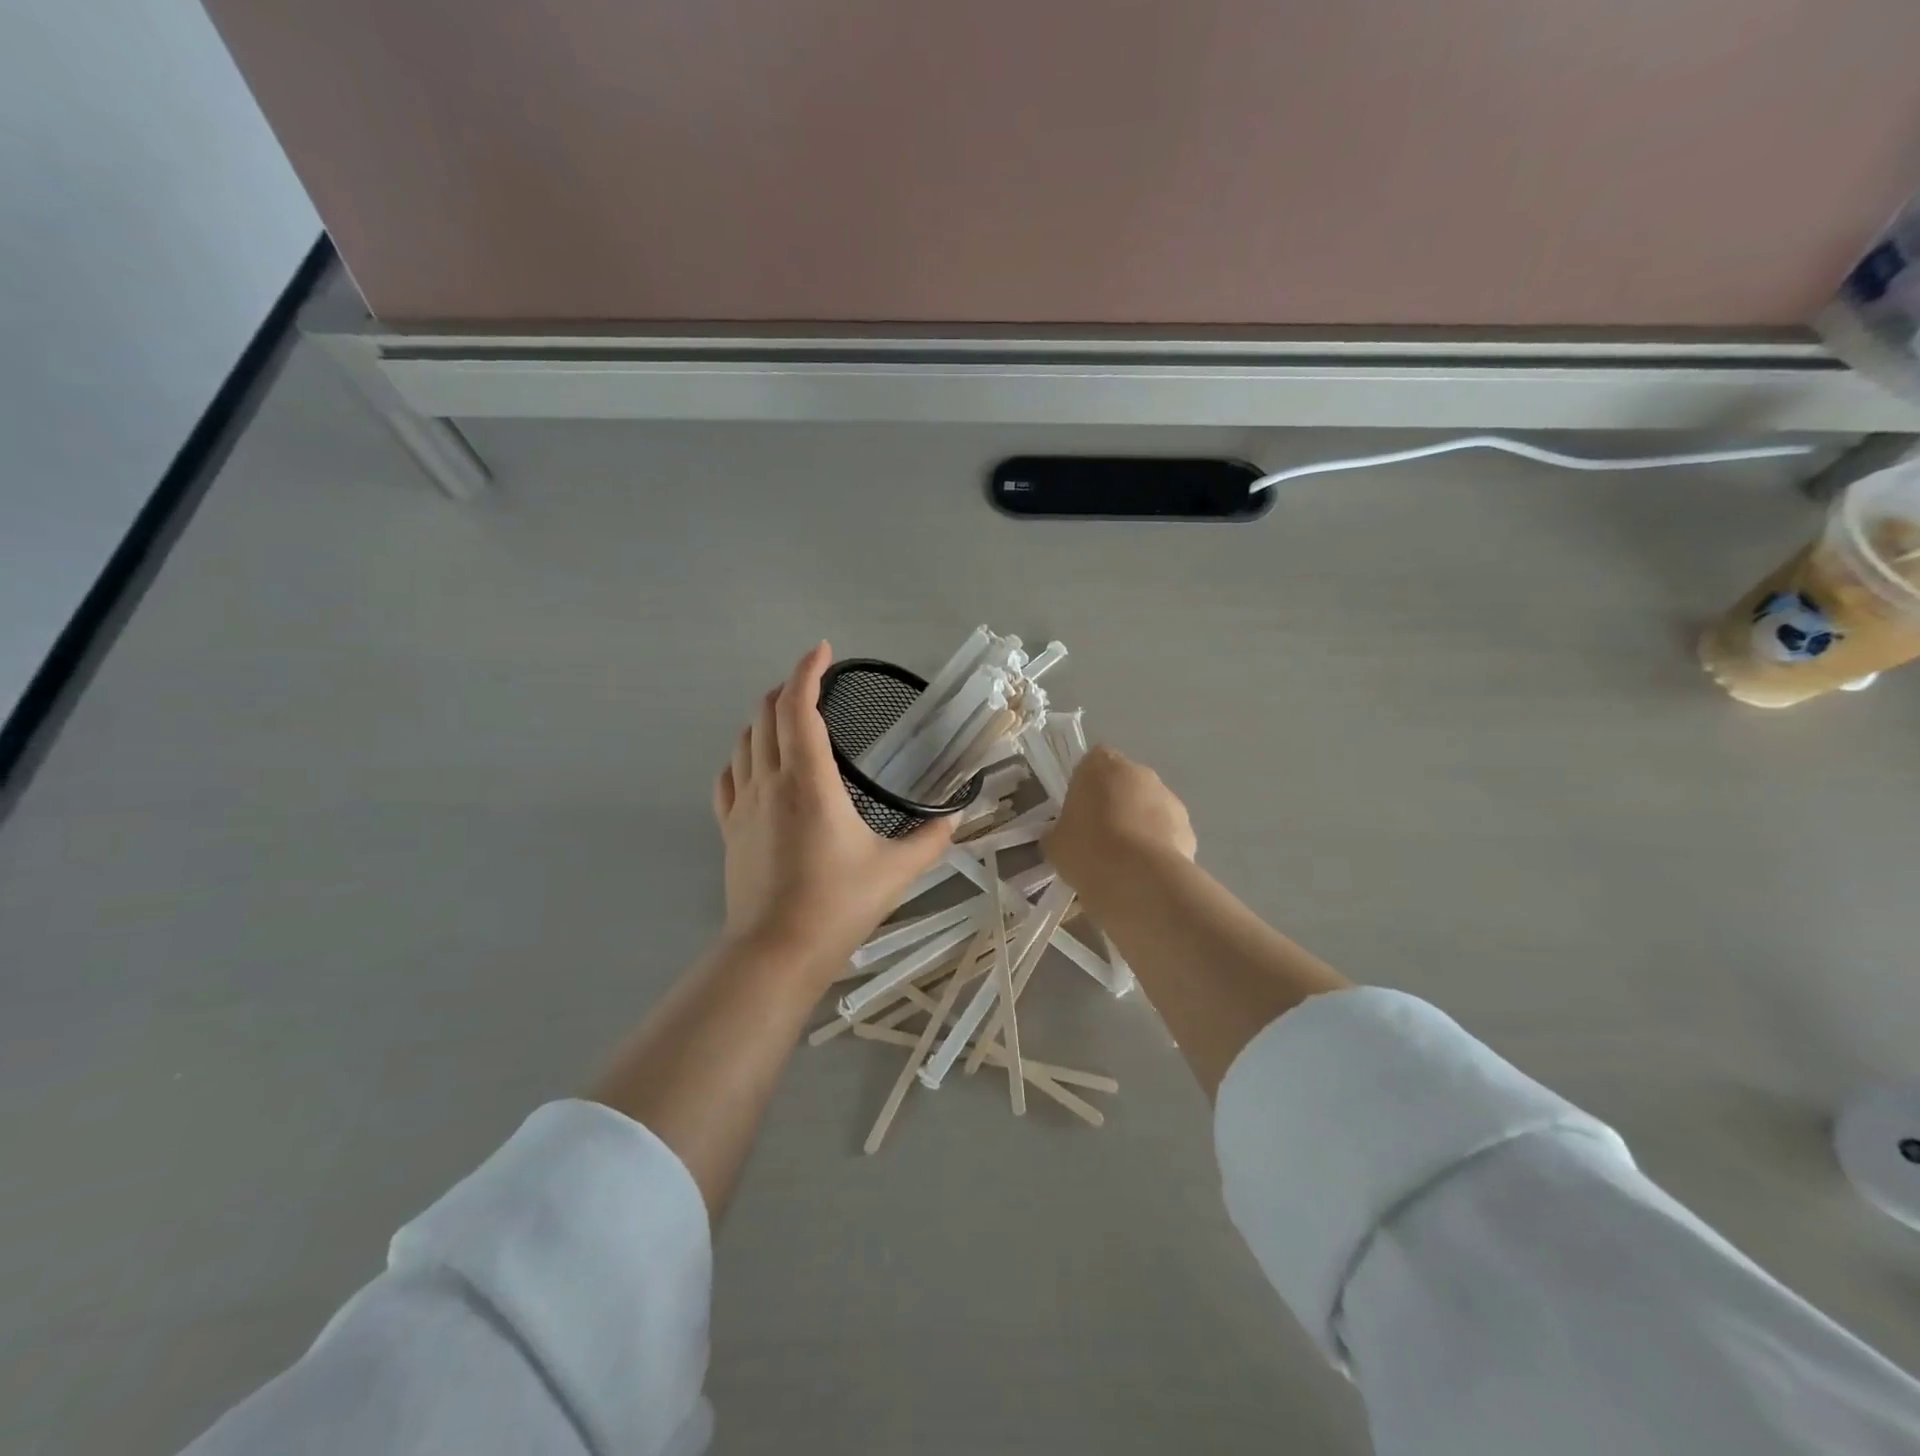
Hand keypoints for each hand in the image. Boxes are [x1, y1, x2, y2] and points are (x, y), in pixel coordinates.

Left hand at [714, 643, 955, 976]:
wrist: (775, 952)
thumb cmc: (837, 905)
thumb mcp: (896, 871)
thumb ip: (930, 840)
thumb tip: (956, 819)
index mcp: (809, 781)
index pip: (799, 707)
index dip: (808, 671)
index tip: (823, 650)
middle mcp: (770, 781)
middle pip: (766, 714)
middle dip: (787, 688)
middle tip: (813, 685)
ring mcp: (743, 805)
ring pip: (745, 740)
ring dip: (765, 718)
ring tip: (789, 718)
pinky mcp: (729, 828)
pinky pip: (729, 776)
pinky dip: (743, 755)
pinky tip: (757, 763)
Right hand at [1044, 745, 1196, 891]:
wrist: (1140, 881)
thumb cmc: (1088, 851)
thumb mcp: (1055, 843)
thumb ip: (1058, 831)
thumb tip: (1061, 835)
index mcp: (1101, 766)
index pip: (1092, 761)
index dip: (1085, 785)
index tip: (1078, 811)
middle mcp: (1139, 772)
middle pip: (1123, 782)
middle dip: (1113, 803)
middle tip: (1097, 837)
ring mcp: (1168, 798)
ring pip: (1148, 807)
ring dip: (1137, 824)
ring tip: (1122, 862)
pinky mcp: (1188, 827)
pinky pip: (1166, 832)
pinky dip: (1157, 846)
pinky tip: (1143, 872)